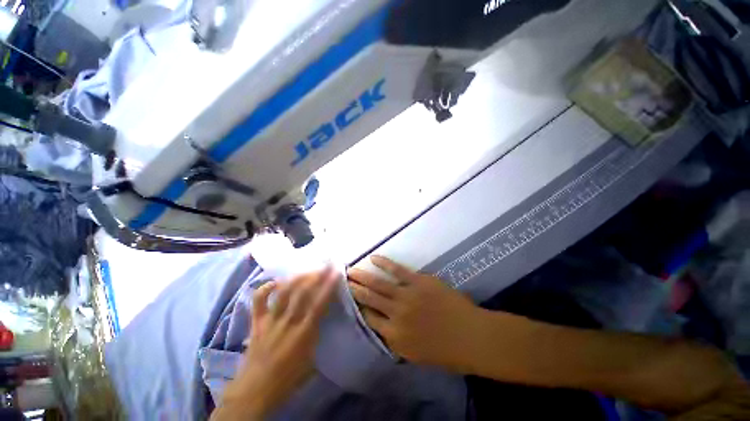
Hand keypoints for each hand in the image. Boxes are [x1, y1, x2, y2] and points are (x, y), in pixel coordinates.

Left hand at [215, 269, 336, 419]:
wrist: (254, 391)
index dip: (328, 286)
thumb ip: (317, 337)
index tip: (336, 272)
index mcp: (303, 334)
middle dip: (315, 276)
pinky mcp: (256, 322)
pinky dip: (266, 288)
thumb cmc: (287, 379)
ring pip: (283, 292)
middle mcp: (287, 323)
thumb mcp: (311, 361)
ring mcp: (270, 320)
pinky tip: (275, 282)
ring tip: (307, 271)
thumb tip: (323, 319)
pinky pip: (259, 300)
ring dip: (296, 279)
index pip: (319, 304)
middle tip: (325, 265)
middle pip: (302, 293)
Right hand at [348, 256, 482, 370]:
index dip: (359, 308)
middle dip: (354, 289)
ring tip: (350, 270)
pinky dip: (384, 263)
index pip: (370, 319)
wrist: (473, 337)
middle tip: (343, 280)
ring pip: (378, 284)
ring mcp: (406, 296)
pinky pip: (397, 270)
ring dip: (362, 276)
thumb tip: (385, 327)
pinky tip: (373, 258)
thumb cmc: (448, 352)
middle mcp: (396, 316)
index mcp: (395, 337)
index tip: (350, 299)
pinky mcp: (418, 282)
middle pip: (369, 299)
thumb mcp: (417, 355)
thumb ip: (398, 341)